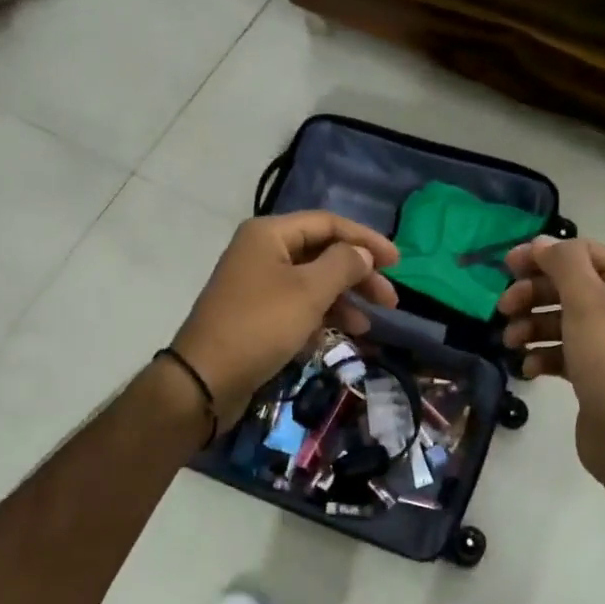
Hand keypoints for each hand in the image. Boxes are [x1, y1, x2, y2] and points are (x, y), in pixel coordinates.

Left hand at [172, 212, 399, 424]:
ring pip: (312, 283)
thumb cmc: (260, 326)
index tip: (398, 263)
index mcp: (270, 234)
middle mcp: (262, 252)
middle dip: (358, 275)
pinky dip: (320, 318)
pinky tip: (336, 337)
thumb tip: (363, 253)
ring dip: (343, 301)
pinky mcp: (256, 315)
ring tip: (367, 326)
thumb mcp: (309, 291)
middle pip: (322, 253)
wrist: (206, 379)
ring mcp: (257, 285)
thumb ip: (343, 265)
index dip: (366, 240)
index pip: (329, 224)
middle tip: (390, 301)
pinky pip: (297, 307)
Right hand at [497, 236, 604, 487]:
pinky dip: (541, 356)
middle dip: (533, 296)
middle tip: (503, 307)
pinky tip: (527, 369)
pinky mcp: (594, 374)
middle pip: (568, 288)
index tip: (507, 265)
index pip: (584, 254)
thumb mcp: (587, 302)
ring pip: (560, 322)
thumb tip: (541, 242)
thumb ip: (563, 265)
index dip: (545, 256)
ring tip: (511, 342)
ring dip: (531, 327)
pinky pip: (561, 353)